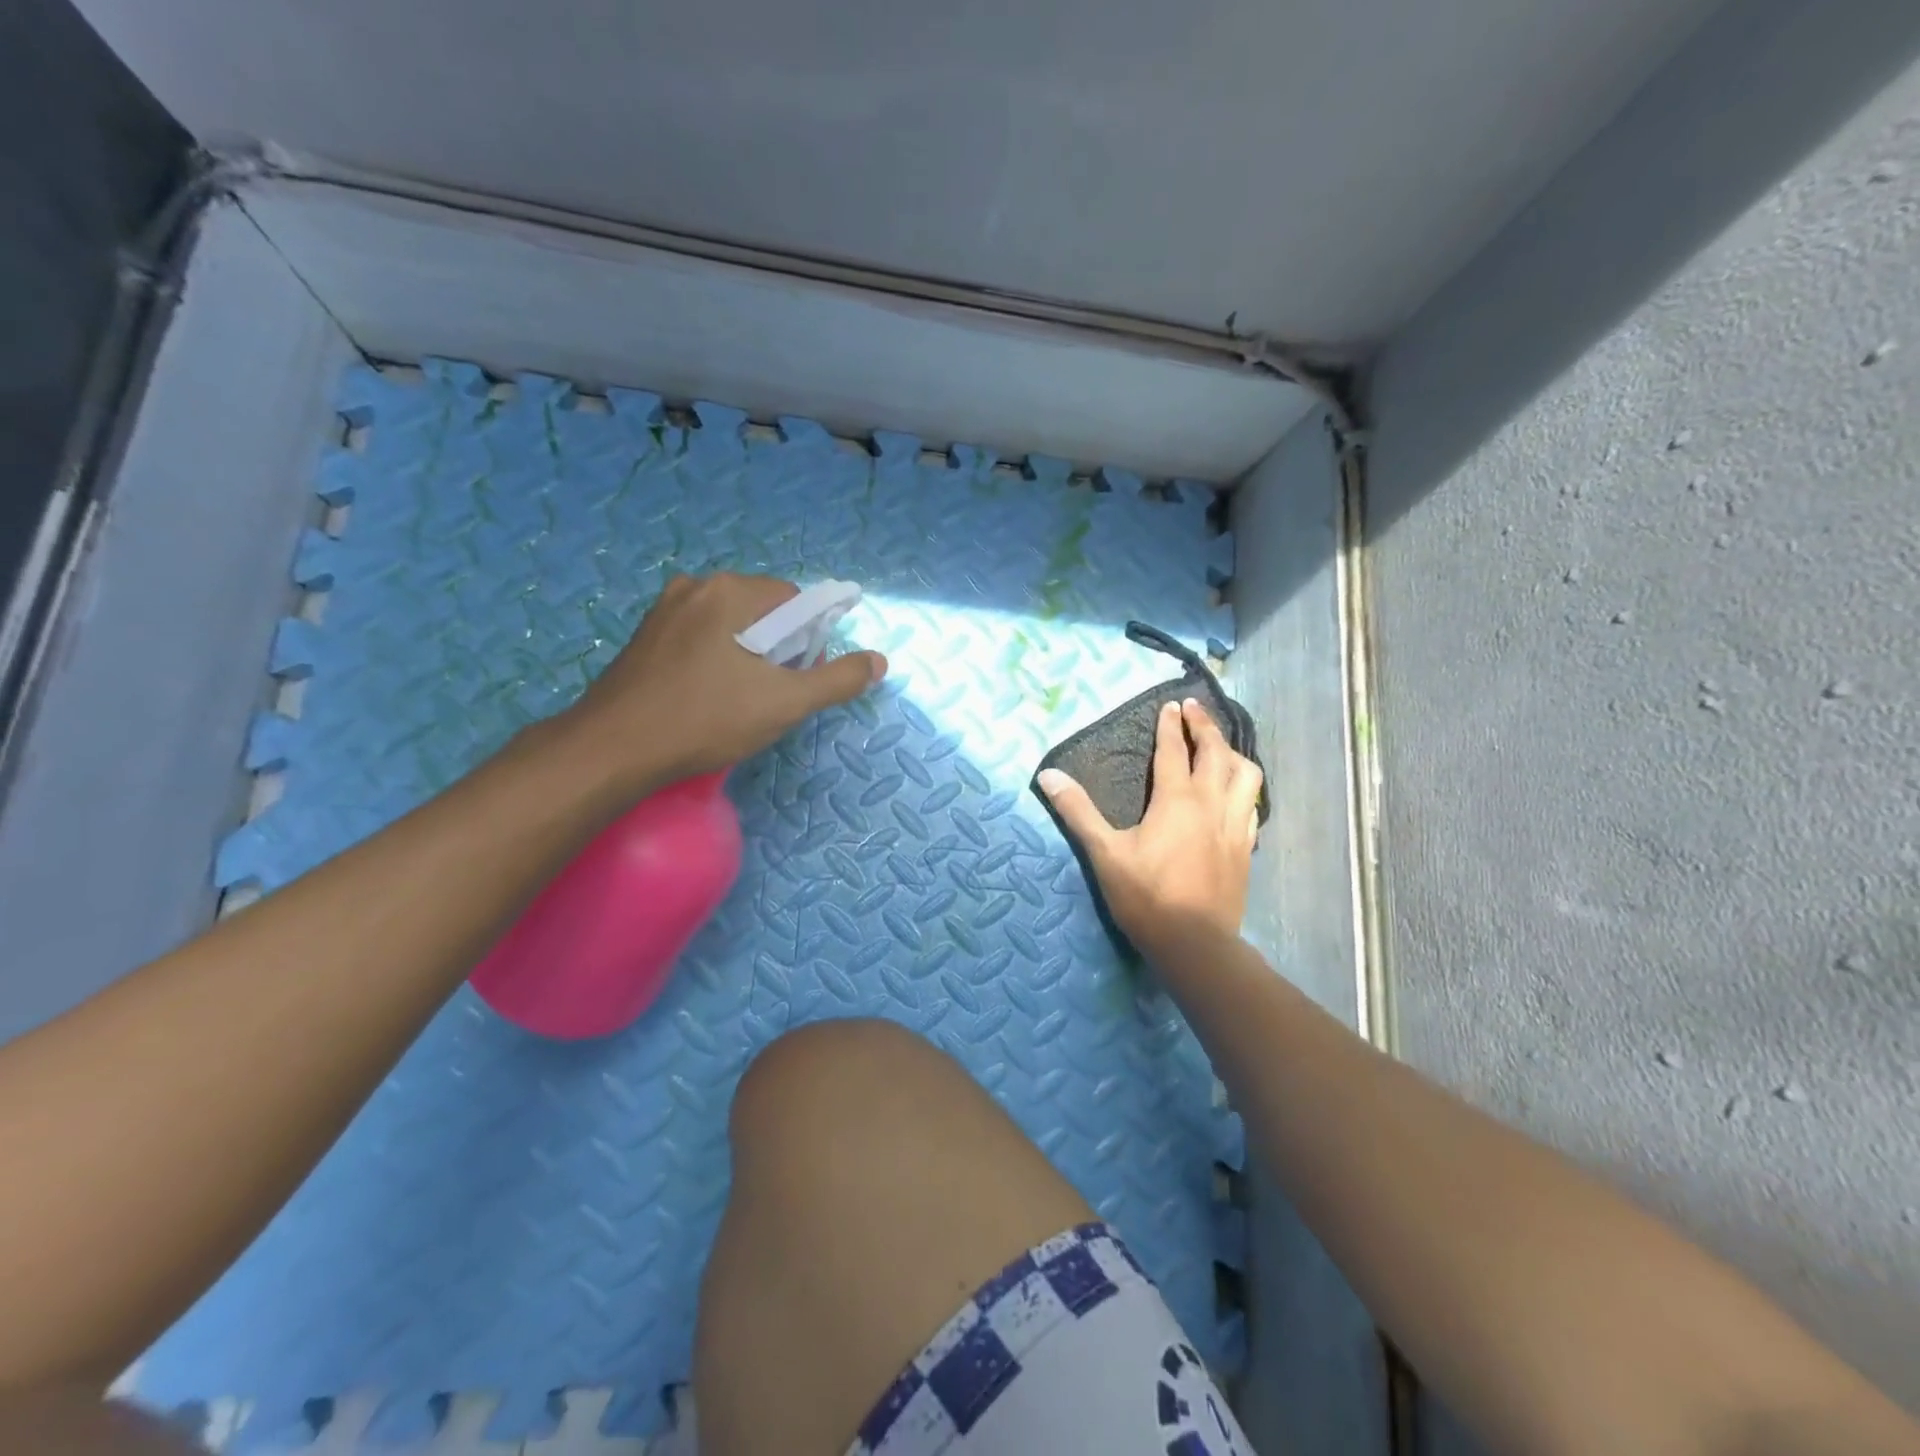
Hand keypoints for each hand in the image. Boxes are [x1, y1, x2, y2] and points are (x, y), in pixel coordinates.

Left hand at [560, 574, 886, 789]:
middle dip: (777, 650)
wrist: (615, 749)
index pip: (796, 603)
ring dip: (746, 658)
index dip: (808, 643)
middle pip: (763, 613)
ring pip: (730, 627)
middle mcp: (696, 586)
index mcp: (731, 591)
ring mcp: (664, 610)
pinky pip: (700, 639)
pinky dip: (715, 662)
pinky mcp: (645, 637)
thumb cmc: (706, 718)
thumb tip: (879, 661)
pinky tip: (706, 698)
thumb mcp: (785, 703)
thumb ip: (838, 679)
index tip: (797, 680)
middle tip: (769, 696)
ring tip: (738, 702)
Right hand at [1038, 699, 1261, 965]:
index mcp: (1177, 800)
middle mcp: (1211, 803)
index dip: (1171, 725)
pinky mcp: (1246, 846)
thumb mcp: (1105, 853)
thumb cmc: (1146, 897)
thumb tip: (1048, 775)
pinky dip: (1245, 787)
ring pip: (1245, 775)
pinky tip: (1237, 792)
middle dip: (1205, 725)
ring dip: (1232, 752)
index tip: (1170, 704)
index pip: (1174, 750)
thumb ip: (1078, 811)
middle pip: (1216, 752)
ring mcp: (1234, 825)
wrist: (1195, 944)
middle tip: (1195, 708)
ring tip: (1221, 745)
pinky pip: (1253, 804)